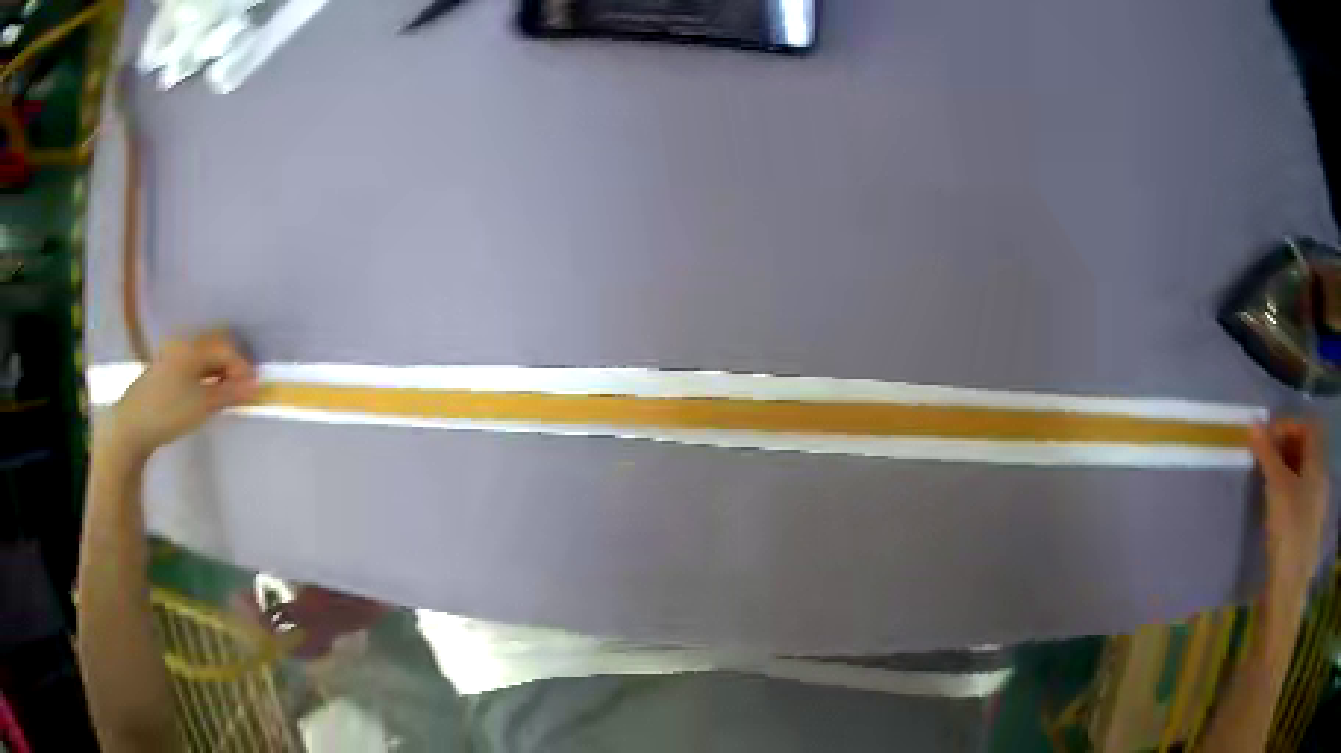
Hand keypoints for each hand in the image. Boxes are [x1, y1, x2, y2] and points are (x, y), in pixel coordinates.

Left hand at [106, 331, 259, 459]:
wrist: (131, 425)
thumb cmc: (168, 412)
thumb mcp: (202, 405)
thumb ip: (229, 393)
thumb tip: (255, 384)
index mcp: (192, 347)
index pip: (226, 347)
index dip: (242, 366)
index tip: (253, 388)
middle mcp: (183, 344)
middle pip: (215, 345)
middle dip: (232, 365)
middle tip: (241, 390)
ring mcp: (172, 355)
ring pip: (203, 355)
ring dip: (218, 370)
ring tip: (225, 394)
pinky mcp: (165, 368)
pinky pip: (192, 363)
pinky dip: (205, 374)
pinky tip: (205, 393)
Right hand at [1249, 418, 1329, 604]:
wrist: (1287, 593)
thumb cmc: (1287, 533)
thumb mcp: (1276, 489)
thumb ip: (1266, 454)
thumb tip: (1253, 424)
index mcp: (1319, 462)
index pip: (1308, 426)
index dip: (1288, 426)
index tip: (1266, 440)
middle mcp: (1322, 478)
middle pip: (1308, 449)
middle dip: (1287, 448)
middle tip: (1265, 460)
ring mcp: (1317, 505)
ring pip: (1305, 474)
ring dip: (1288, 471)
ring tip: (1268, 485)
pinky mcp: (1309, 529)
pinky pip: (1303, 497)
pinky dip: (1291, 493)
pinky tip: (1277, 511)